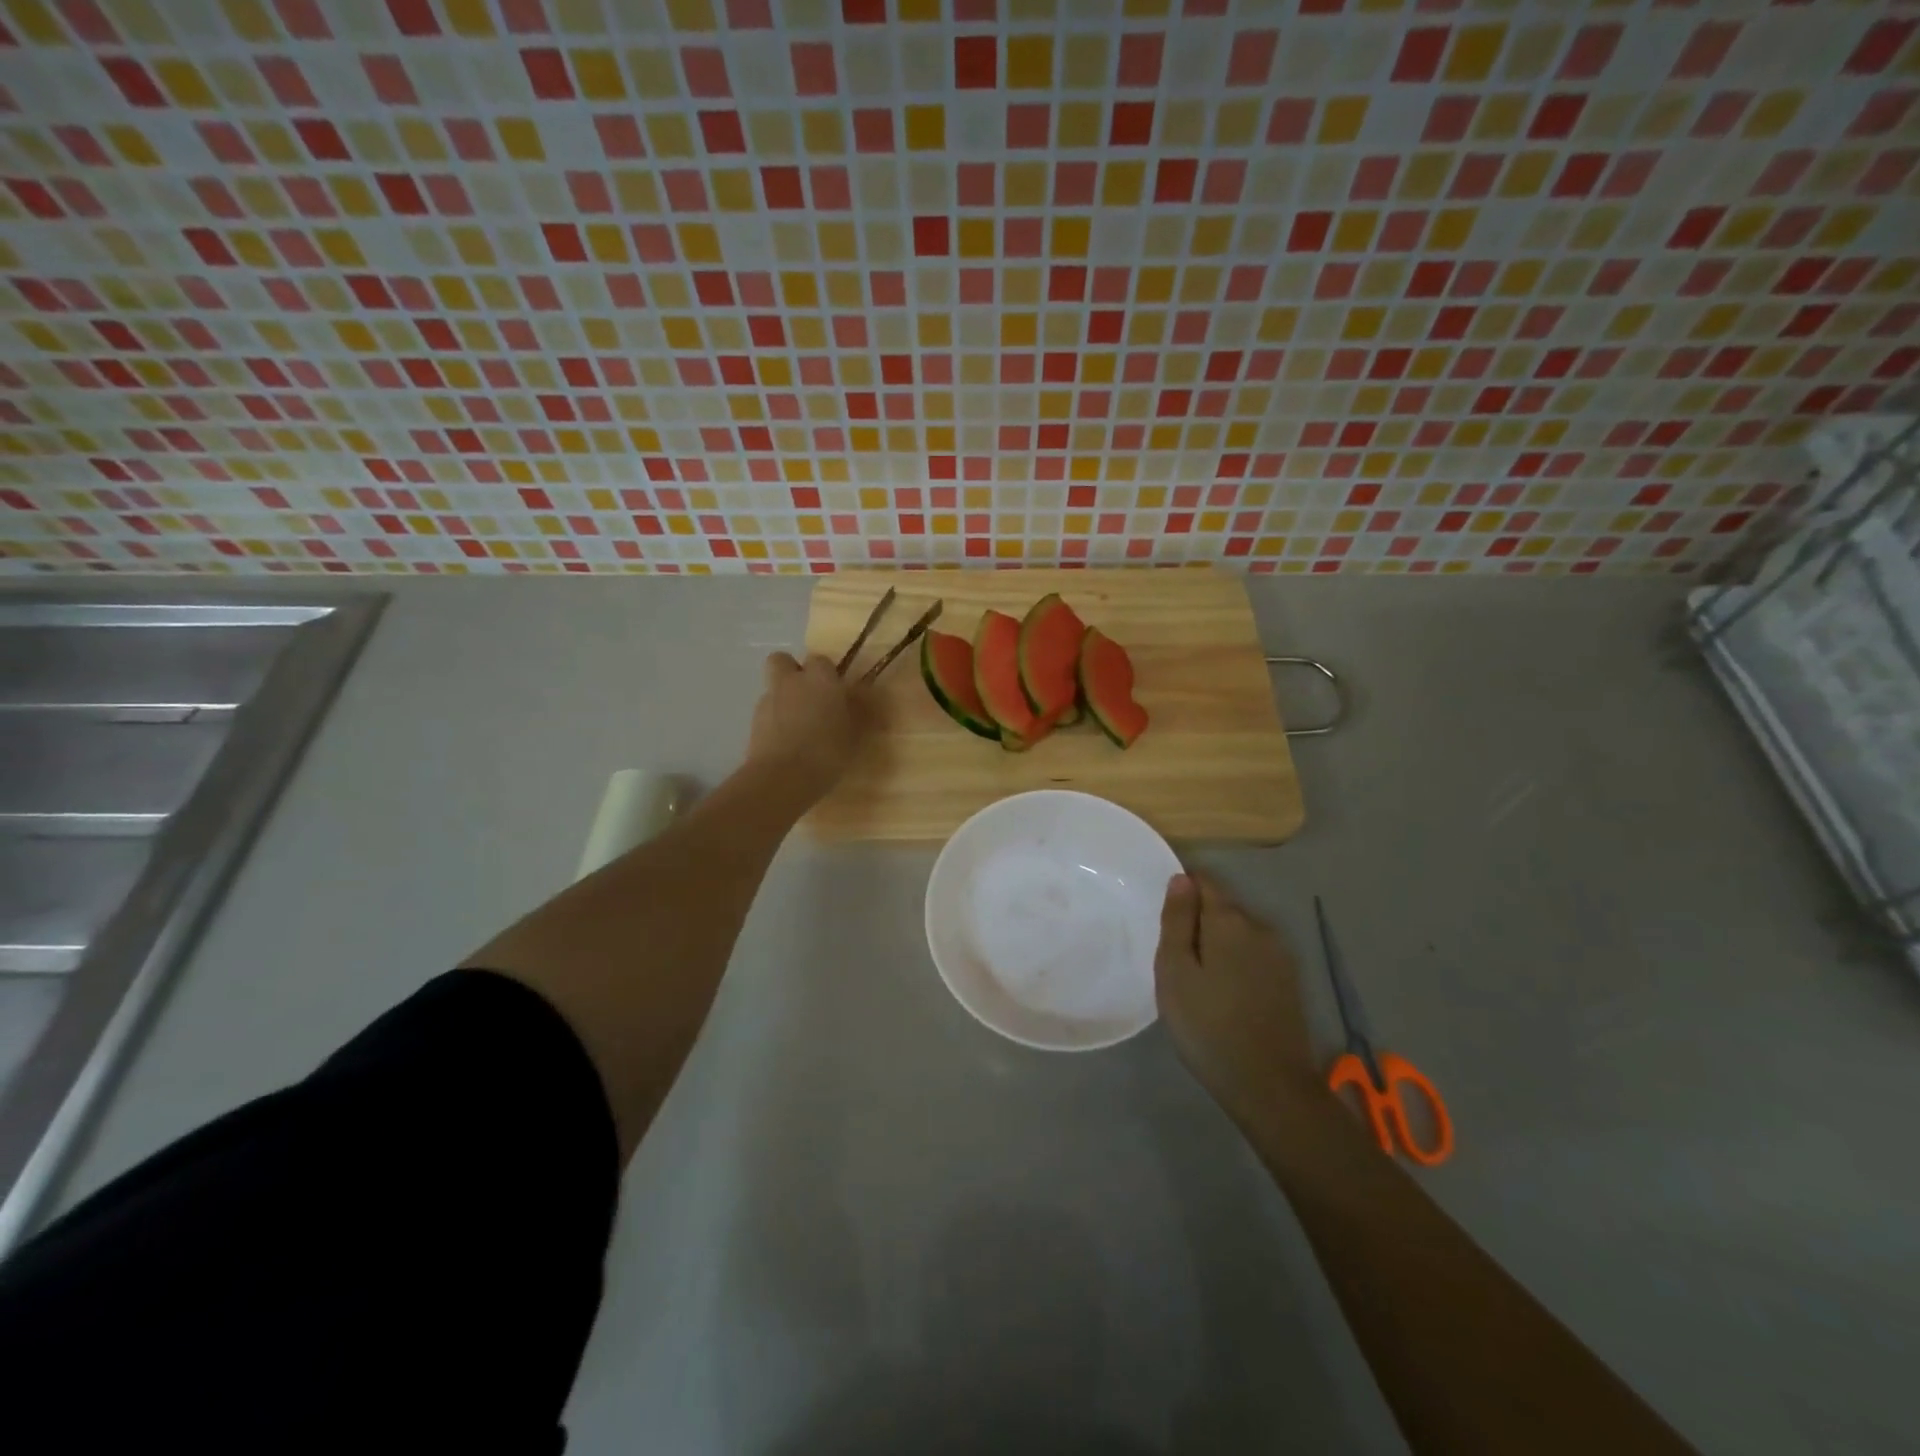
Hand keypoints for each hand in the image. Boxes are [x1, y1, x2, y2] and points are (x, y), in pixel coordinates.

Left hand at [747, 652, 866, 804]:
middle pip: (782, 660)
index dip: (827, 674)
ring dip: (783, 699)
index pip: (820, 660)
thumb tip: (863, 697)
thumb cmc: (828, 751)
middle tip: (809, 696)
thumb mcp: (856, 734)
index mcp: (820, 679)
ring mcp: (767, 701)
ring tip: (799, 727)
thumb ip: (859, 711)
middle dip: (792, 673)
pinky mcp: (752, 723)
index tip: (836, 692)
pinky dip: (774, 722)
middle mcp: (790, 682)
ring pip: (773, 688)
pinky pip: (766, 713)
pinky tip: (787, 744)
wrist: (783, 778)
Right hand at [1155, 873, 1317, 1124]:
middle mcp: (1261, 927)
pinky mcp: (1289, 981)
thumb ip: (1177, 920)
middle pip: (1222, 908)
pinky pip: (1254, 956)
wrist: (1269, 1086)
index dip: (1182, 891)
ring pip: (1239, 933)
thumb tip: (1181, 878)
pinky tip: (1224, 994)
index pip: (1204, 882)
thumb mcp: (1175, 971)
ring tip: (1198, 979)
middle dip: (1199, 921)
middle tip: (1175, 957)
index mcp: (1229, 920)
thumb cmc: (1208, 1025)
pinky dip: (1236, 963)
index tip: (1164, 918)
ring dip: (1218, 944)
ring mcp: (1280, 955)